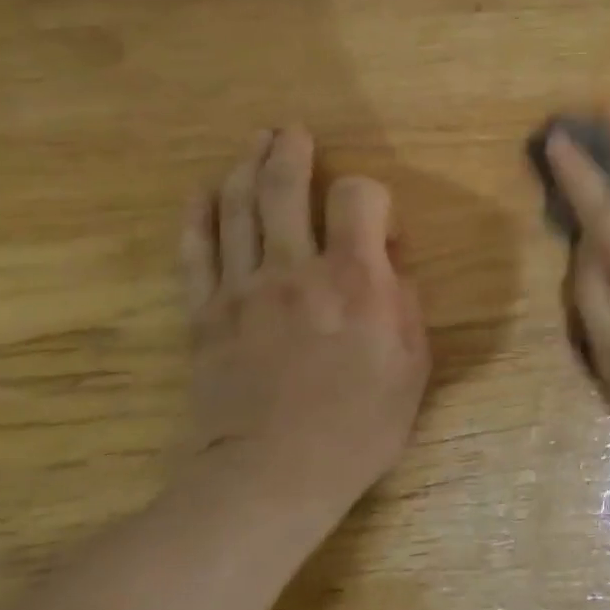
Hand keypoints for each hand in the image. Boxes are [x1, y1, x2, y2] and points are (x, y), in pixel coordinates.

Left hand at [181, 127, 430, 517]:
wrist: (271, 477)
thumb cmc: (358, 426)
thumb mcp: (413, 367)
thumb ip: (406, 303)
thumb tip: (387, 264)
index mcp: (356, 279)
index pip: (359, 196)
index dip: (369, 193)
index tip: (374, 221)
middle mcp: (296, 268)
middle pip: (286, 188)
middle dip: (291, 152)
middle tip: (291, 132)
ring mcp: (242, 288)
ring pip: (237, 207)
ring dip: (247, 167)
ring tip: (255, 144)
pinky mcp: (204, 314)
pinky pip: (196, 251)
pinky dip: (198, 215)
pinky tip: (203, 192)